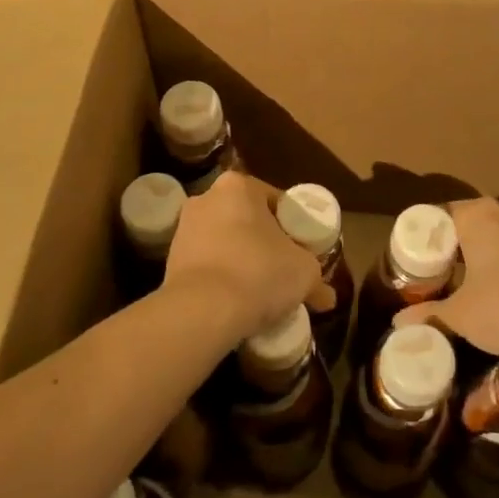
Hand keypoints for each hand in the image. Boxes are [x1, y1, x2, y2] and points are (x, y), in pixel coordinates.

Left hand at [162, 172, 331, 341]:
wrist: (202, 311)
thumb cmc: (259, 273)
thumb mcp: (304, 272)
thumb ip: (316, 278)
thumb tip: (328, 297)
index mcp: (238, 186)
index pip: (276, 201)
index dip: (293, 227)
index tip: (302, 250)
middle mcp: (206, 197)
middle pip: (247, 219)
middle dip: (264, 242)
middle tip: (284, 268)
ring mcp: (183, 228)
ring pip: (225, 241)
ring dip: (242, 259)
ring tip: (260, 289)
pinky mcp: (170, 260)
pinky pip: (207, 263)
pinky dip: (222, 276)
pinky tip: (236, 299)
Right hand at [394, 198, 498, 369]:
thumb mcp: (461, 316)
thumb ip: (429, 313)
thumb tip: (397, 323)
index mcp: (478, 215)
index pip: (439, 216)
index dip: (424, 239)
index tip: (415, 264)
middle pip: (468, 224)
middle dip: (452, 248)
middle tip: (435, 277)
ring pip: (497, 237)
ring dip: (481, 257)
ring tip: (466, 286)